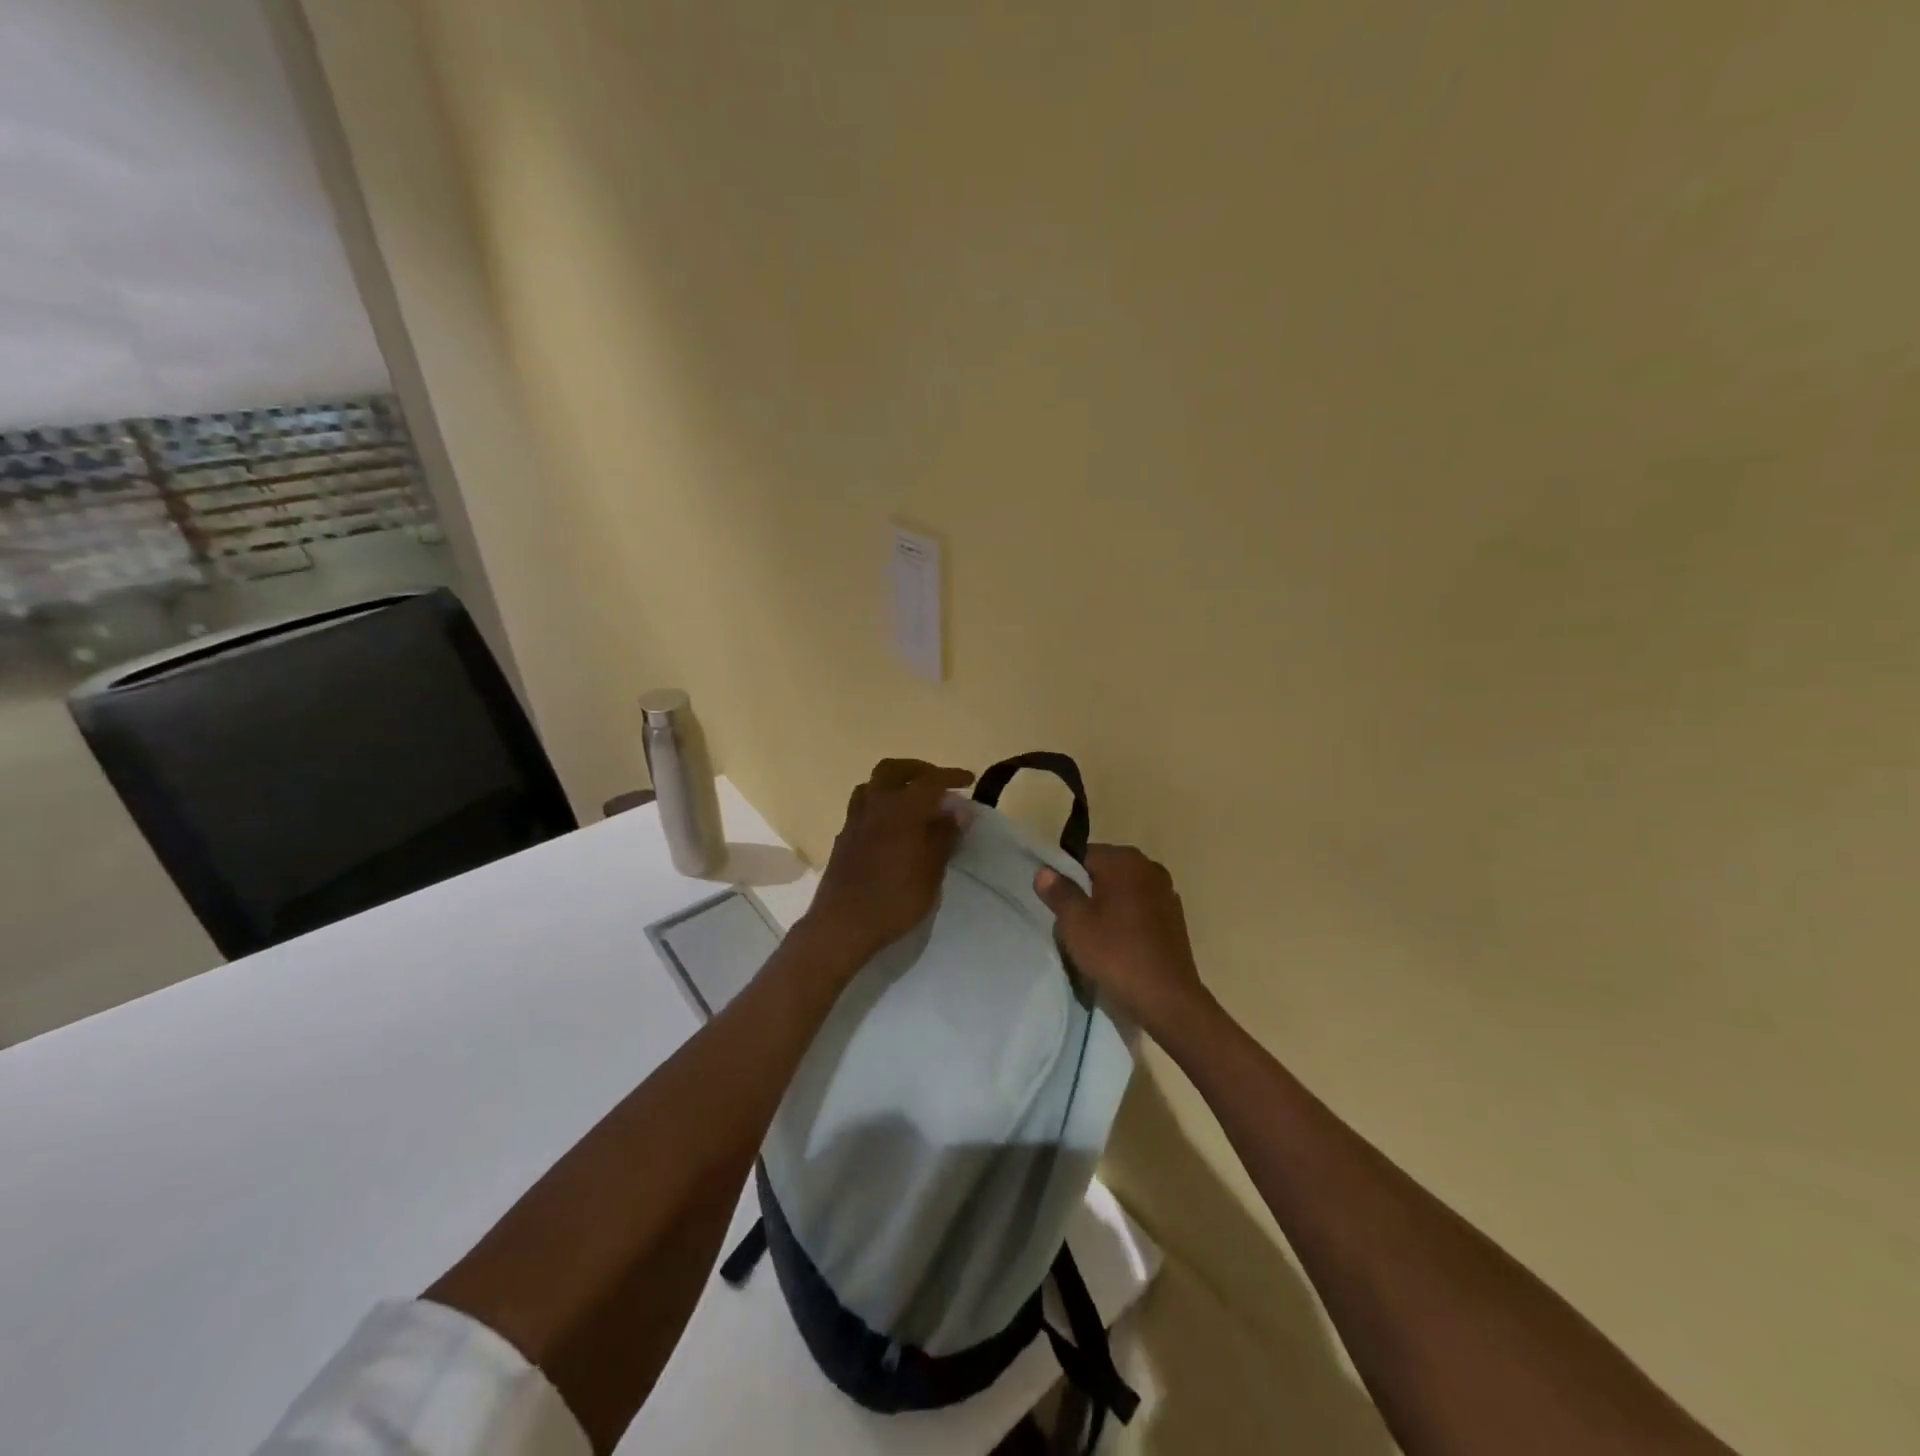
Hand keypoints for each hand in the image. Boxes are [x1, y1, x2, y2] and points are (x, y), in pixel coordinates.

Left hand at [803, 759, 975, 967]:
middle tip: (937, 784)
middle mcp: (874, 805)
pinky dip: (881, 804)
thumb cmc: (894, 898)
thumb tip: (958, 810)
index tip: (969, 779)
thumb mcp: (931, 871)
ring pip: (873, 784)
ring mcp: (854, 820)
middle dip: (918, 770)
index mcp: (901, 808)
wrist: (842, 924)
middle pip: (893, 769)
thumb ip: (944, 835)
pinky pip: (863, 806)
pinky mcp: (843, 837)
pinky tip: (891, 825)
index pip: (930, 780)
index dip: (951, 776)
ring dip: (895, 783)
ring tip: (913, 801)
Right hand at [1035, 845, 1213, 1038]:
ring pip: (1122, 892)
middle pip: (1104, 872)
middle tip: (1071, 923)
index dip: (1064, 876)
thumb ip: (1058, 891)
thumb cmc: (1116, 954)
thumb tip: (1045, 870)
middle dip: (1085, 892)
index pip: (1083, 855)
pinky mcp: (1174, 918)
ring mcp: (1166, 893)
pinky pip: (1139, 909)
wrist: (1167, 1000)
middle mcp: (1149, 868)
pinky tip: (1118, 946)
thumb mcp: (1075, 923)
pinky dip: (1126, 921)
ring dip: (1106, 907)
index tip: (1056, 904)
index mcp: (1125, 861)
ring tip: (1093, 938)